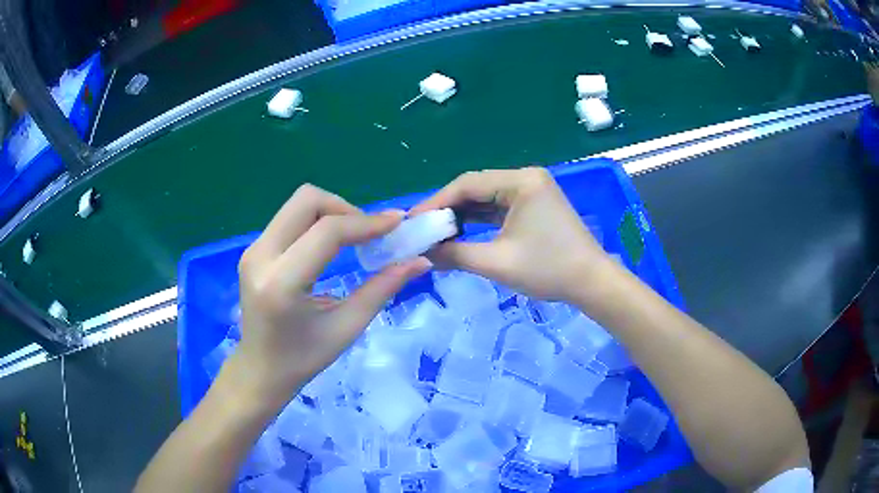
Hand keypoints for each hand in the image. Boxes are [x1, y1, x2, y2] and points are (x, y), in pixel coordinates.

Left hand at [231, 185, 430, 407]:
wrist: (260, 369)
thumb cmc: (303, 359)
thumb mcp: (347, 327)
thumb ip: (382, 289)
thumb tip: (421, 262)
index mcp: (281, 283)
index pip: (327, 232)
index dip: (366, 222)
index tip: (397, 224)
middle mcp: (260, 257)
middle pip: (307, 200)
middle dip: (345, 208)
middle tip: (369, 234)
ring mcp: (253, 249)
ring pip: (298, 205)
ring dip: (331, 213)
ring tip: (354, 239)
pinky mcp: (254, 249)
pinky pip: (290, 218)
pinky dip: (317, 222)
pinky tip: (331, 245)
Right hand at [411, 168, 612, 302]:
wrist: (592, 283)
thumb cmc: (549, 269)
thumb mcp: (497, 262)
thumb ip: (455, 255)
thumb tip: (423, 252)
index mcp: (521, 181)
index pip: (467, 184)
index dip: (436, 202)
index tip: (412, 221)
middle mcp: (526, 178)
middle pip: (476, 188)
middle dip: (448, 209)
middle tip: (421, 229)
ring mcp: (532, 191)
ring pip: (486, 198)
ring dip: (462, 215)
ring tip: (435, 233)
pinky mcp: (534, 205)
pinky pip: (499, 208)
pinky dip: (479, 220)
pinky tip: (460, 233)